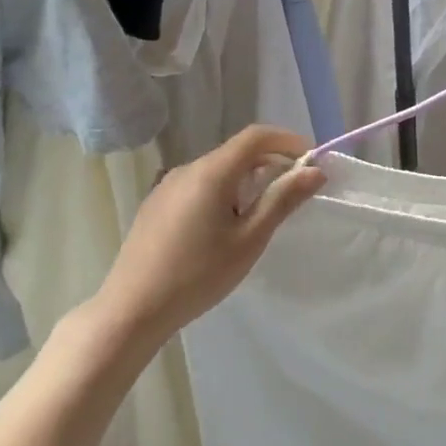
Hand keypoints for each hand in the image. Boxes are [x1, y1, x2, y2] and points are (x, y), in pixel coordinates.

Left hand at [98, 126, 325, 340]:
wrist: (131, 309)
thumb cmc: (198, 275)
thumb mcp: (249, 239)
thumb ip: (282, 200)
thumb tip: (314, 171)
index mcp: (212, 172)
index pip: (255, 136)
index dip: (287, 140)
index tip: (311, 160)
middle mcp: (187, 168)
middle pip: (237, 152)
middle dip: (270, 162)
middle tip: (294, 191)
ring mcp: (167, 185)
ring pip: (217, 169)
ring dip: (246, 179)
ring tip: (261, 214)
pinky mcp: (156, 204)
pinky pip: (198, 185)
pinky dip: (223, 191)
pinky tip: (224, 226)